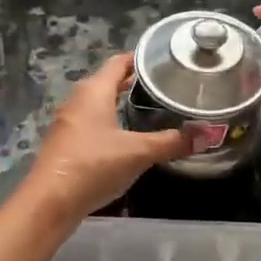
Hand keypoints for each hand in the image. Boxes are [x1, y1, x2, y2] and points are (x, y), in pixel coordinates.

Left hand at [15, 54, 190, 225]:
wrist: (50, 201)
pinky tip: (125, 138)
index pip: (119, 62)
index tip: (163, 61)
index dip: (140, 59)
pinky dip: (109, 124)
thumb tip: (209, 134)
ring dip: (119, 104)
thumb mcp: (138, 153)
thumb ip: (172, 142)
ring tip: (148, 110)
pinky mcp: (65, 144)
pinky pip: (91, 124)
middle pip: (107, 82)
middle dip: (132, 82)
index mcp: (93, 91)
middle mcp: (77, 100)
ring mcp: (68, 122)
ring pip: (98, 104)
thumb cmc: (93, 166)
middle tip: (163, 86)